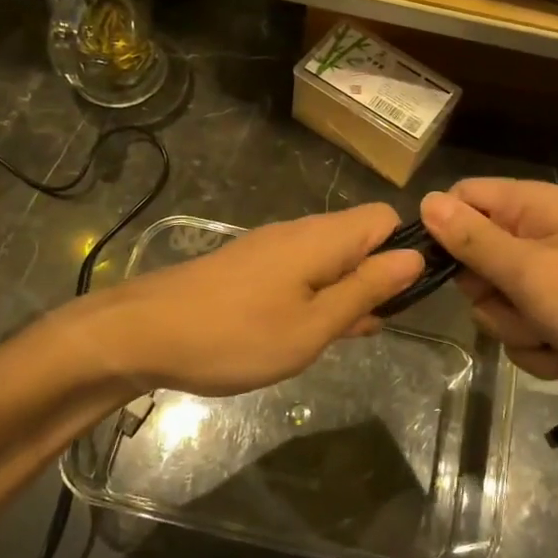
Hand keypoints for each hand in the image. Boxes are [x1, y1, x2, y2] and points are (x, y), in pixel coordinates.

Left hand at [65, 203, 424, 397]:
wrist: (143, 333)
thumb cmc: (236, 335)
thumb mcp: (313, 325)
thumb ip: (366, 290)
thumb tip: (414, 258)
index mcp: (323, 238)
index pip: (385, 219)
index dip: (404, 252)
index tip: (401, 298)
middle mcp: (300, 231)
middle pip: (359, 239)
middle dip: (374, 280)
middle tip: (364, 330)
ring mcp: (271, 247)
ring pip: (329, 260)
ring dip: (343, 294)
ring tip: (333, 339)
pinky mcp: (249, 265)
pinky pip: (299, 272)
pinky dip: (312, 298)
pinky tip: (298, 333)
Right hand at [420, 179, 557, 419]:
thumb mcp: (531, 272)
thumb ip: (473, 239)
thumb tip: (425, 200)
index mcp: (532, 207)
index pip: (463, 200)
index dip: (445, 232)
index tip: (440, 268)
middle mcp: (537, 236)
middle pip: (473, 259)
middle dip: (489, 294)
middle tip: (521, 302)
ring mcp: (550, 280)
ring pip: (495, 304)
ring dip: (518, 329)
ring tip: (556, 333)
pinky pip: (522, 332)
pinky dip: (540, 350)